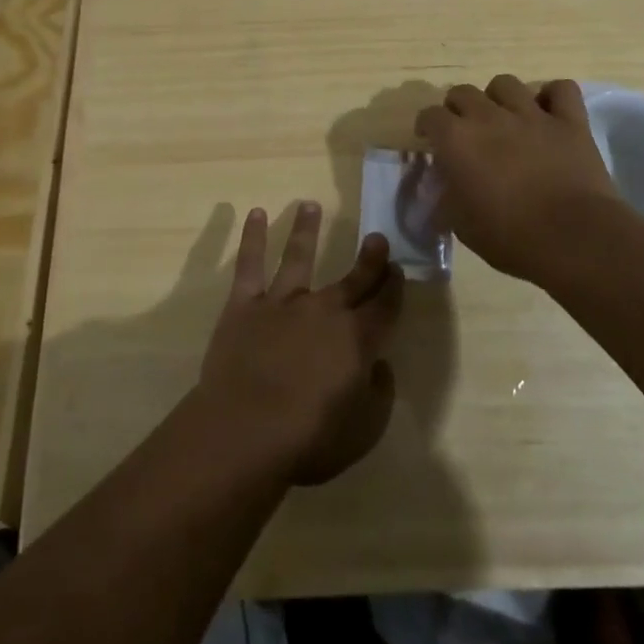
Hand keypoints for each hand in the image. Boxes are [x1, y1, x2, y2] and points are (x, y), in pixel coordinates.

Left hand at [197, 202, 403, 485]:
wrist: (247, 430)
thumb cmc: (309, 439)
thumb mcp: (363, 430)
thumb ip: (379, 394)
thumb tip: (380, 365)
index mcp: (356, 339)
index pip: (384, 307)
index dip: (394, 288)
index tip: (398, 269)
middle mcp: (324, 310)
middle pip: (351, 279)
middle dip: (369, 258)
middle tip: (377, 236)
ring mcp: (282, 302)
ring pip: (298, 256)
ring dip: (306, 230)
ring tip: (310, 204)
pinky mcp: (245, 304)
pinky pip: (249, 264)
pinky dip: (252, 238)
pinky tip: (255, 213)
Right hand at [416, 75, 618, 282]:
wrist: (574, 239)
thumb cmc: (510, 237)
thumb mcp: (461, 225)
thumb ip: (447, 197)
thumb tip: (444, 187)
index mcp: (457, 139)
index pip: (429, 115)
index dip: (427, 126)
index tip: (430, 140)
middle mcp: (489, 116)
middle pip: (463, 92)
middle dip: (458, 107)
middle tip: (465, 130)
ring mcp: (531, 114)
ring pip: (506, 84)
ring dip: (499, 98)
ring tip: (504, 117)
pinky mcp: (570, 121)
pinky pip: (561, 89)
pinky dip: (553, 97)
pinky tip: (549, 112)